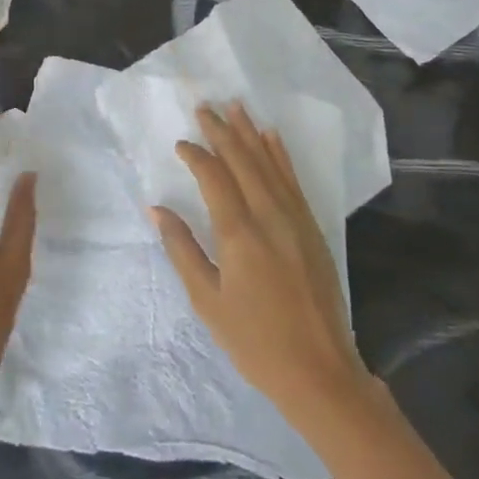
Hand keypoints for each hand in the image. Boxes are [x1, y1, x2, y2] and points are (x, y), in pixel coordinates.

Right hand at [153, 103, 366, 422]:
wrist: (321, 371)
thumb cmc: (255, 341)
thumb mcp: (207, 301)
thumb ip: (182, 249)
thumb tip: (157, 208)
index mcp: (239, 233)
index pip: (214, 177)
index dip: (196, 155)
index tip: (181, 143)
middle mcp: (269, 216)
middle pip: (242, 161)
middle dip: (222, 131)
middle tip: (205, 106)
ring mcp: (295, 219)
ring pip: (269, 164)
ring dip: (250, 133)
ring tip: (236, 106)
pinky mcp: (312, 228)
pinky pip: (292, 180)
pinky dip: (280, 155)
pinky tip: (272, 137)